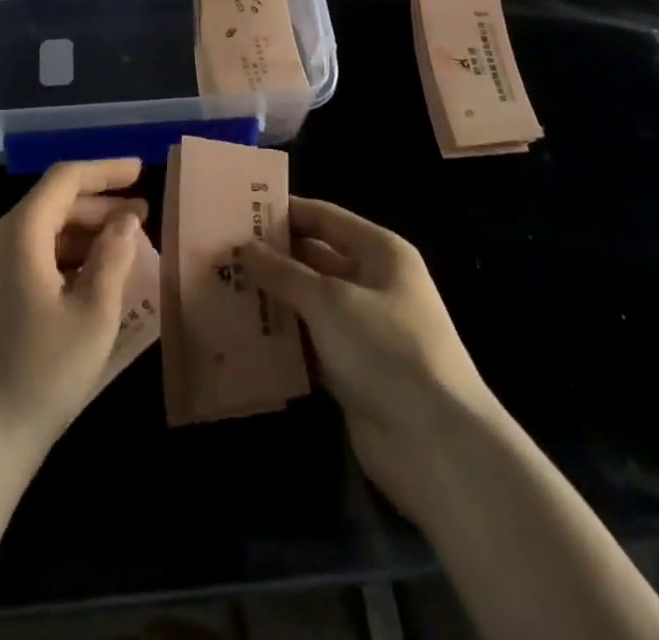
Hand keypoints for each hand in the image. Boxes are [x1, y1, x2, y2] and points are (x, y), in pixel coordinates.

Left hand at [0, 158, 147, 469]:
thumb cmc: (44, 372)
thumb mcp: (94, 313)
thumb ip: (113, 256)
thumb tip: (125, 219)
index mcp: (19, 233)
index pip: (65, 179)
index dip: (105, 171)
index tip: (140, 172)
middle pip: (51, 203)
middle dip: (98, 204)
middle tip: (141, 216)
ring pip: (38, 231)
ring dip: (81, 232)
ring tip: (122, 246)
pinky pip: (25, 256)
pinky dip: (60, 255)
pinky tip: (88, 277)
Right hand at [241, 199, 499, 524]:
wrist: (437, 447)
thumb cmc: (386, 350)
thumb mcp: (329, 301)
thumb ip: (283, 272)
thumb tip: (245, 247)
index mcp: (380, 252)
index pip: (324, 217)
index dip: (283, 212)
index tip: (238, 210)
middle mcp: (373, 284)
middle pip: (315, 259)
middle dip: (272, 258)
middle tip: (221, 253)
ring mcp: (364, 330)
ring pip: (309, 303)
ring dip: (273, 300)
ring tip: (221, 290)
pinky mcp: (354, 371)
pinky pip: (311, 344)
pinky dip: (284, 340)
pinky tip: (243, 336)